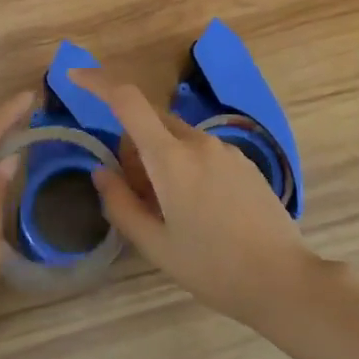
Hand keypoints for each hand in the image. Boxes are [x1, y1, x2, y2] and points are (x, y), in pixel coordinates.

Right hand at [68, 67, 323, 327]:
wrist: (284, 280)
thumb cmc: (212, 268)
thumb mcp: (156, 245)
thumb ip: (120, 204)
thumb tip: (101, 171)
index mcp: (171, 158)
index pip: (128, 101)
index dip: (98, 82)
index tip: (75, 78)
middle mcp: (198, 142)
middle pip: (151, 123)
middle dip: (132, 146)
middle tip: (135, 194)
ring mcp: (226, 149)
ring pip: (177, 138)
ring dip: (160, 158)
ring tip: (169, 211)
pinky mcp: (244, 161)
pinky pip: (201, 150)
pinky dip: (185, 165)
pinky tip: (199, 210)